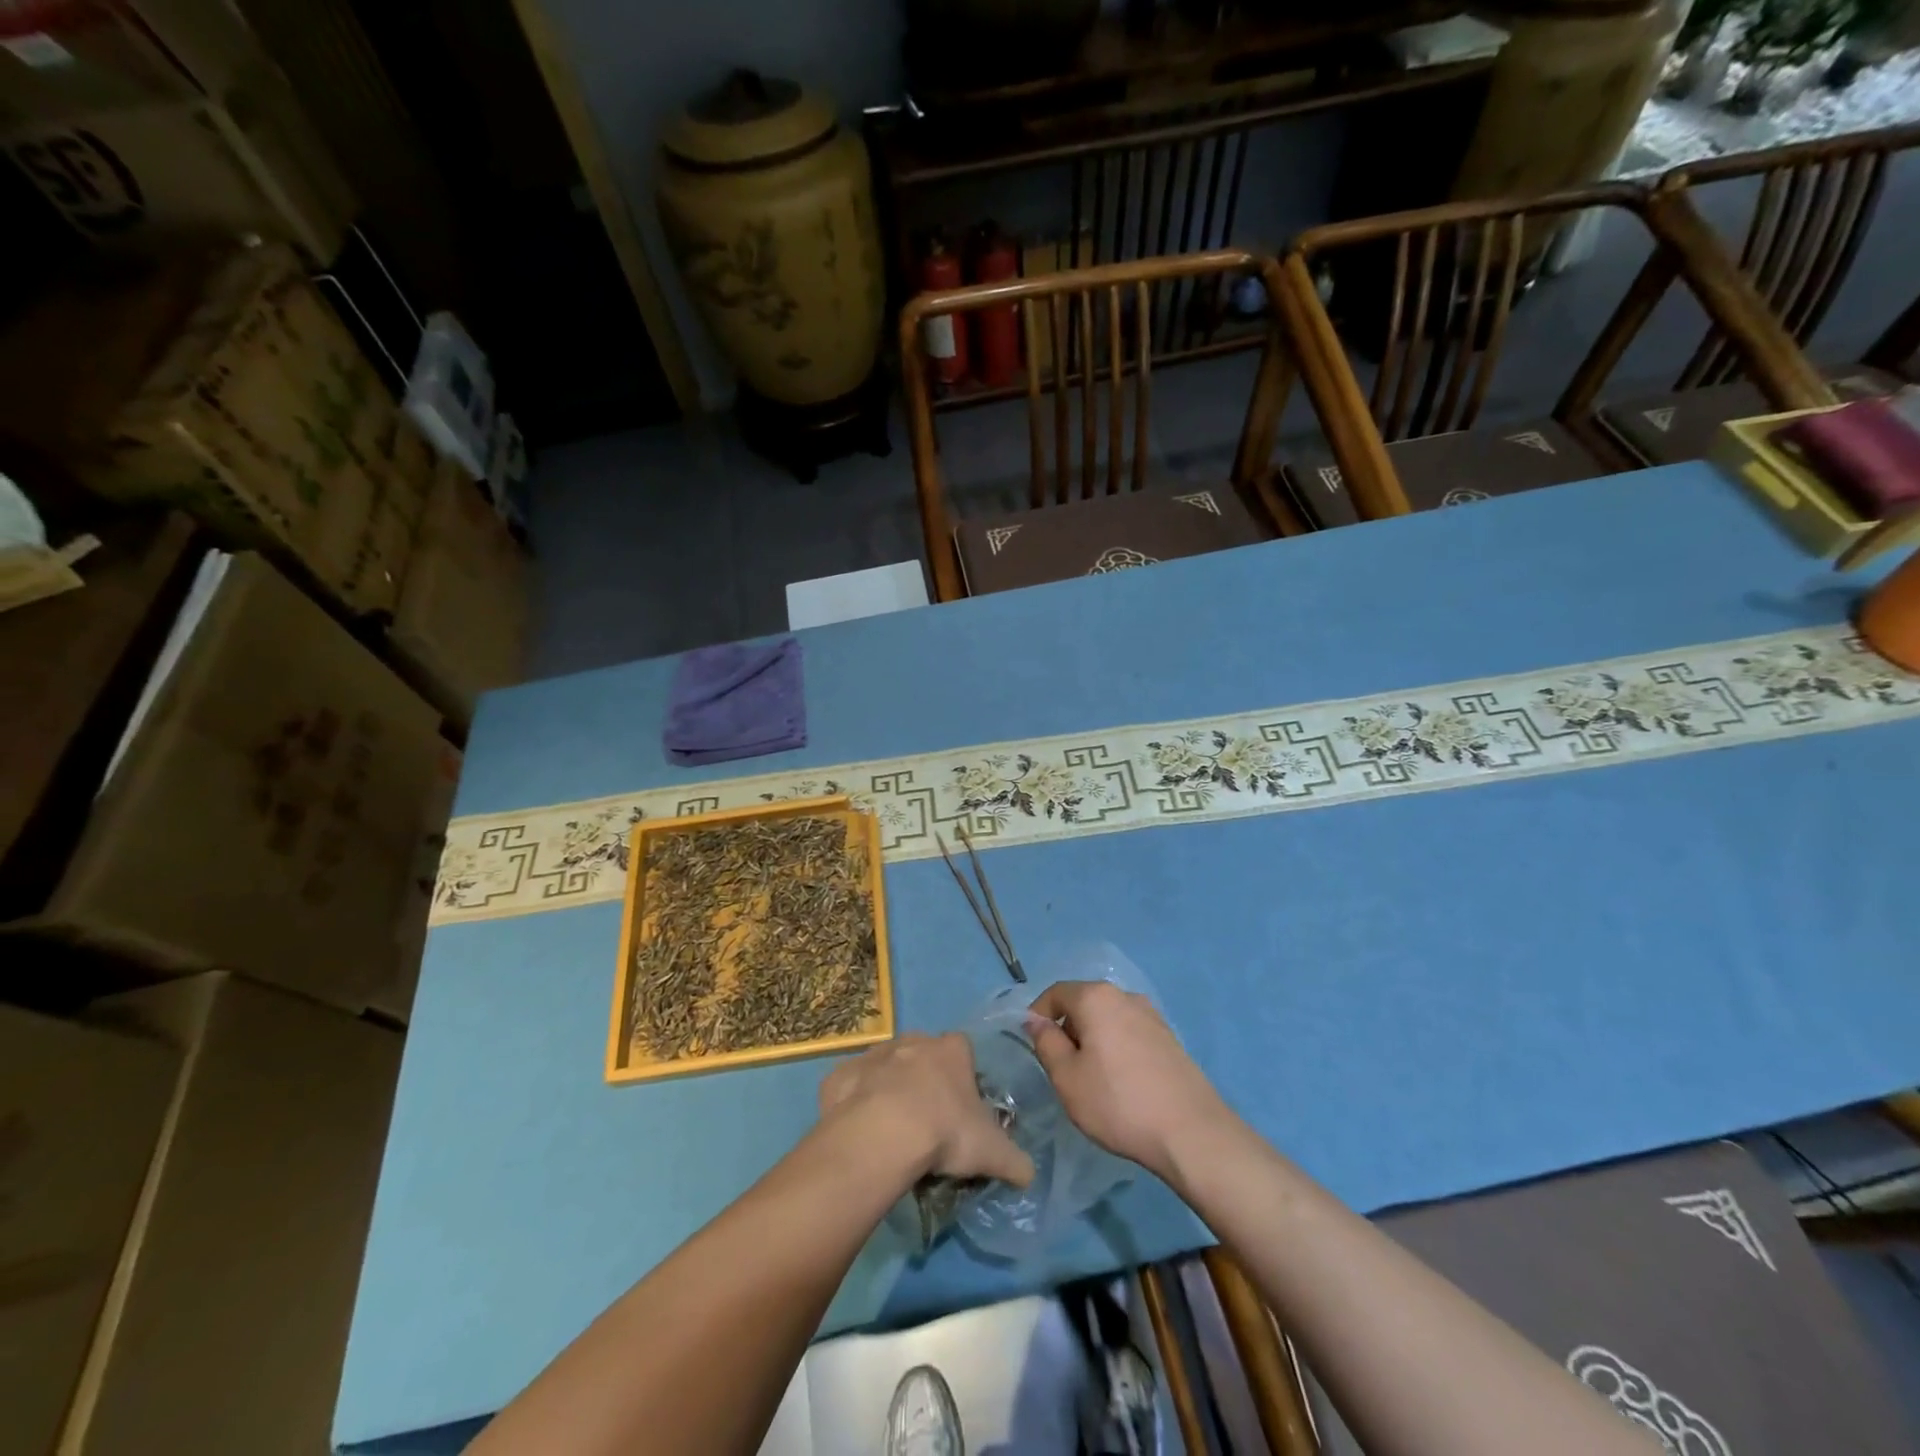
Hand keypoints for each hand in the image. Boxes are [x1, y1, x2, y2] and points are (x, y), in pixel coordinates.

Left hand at [819, 1033, 1033, 1186]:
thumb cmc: (945, 1131)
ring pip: (886, 1067)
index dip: (964, 1079)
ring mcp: (875, 1054)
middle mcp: (914, 1041)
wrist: (882, 1134)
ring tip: (893, 1132)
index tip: (963, 1110)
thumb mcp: (992, 1152)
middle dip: (926, 1081)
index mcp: (952, 1049)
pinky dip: (856, 1103)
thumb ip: (1016, 1161)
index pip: (964, 1052)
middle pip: (924, 1055)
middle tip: (929, 1123)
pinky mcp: (841, 1074)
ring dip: (890, 1089)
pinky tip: (861, 1133)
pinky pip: (852, 1086)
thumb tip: (1029, 1175)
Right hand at [1027, 981, 1226, 1178]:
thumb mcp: (1067, 1078)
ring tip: (1092, 1079)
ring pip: (1108, 1018)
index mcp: (1096, 998)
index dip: (1038, 1014)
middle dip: (1067, 1028)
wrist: (1192, 1132)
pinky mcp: (1169, 1038)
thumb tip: (1035, 1021)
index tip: (1033, 1045)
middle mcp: (1125, 996)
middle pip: (1084, 1002)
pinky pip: (1129, 1032)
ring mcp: (1152, 1015)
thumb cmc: (1118, 1103)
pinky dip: (1116, 1047)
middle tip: (1061, 1068)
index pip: (1056, 992)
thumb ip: (1046, 1043)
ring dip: (1093, 1039)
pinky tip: (1121, 1082)